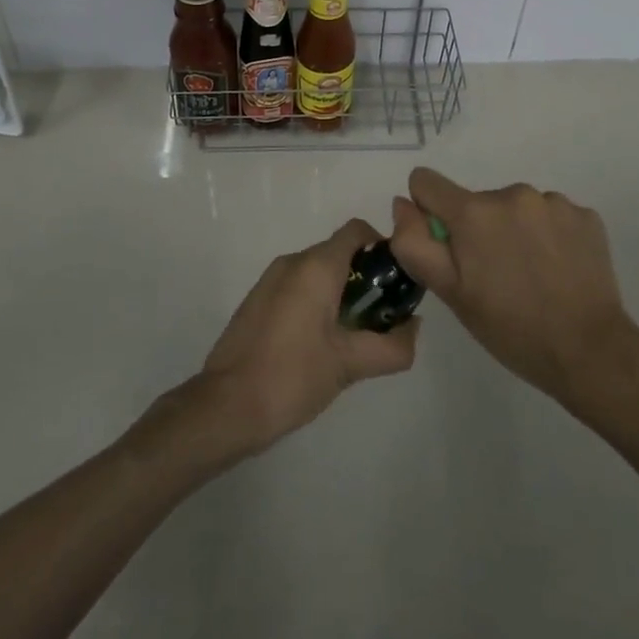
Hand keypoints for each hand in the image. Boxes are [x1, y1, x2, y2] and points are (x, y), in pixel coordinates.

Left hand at [198, 218, 418, 454]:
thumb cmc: (292, 376)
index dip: (382, 249)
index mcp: (316, 266)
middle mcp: (292, 262)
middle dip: (364, 278)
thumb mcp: (350, 365)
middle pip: (339, 252)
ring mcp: (270, 280)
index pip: (357, 231)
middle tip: (379, 318)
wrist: (225, 406)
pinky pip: (297, 286)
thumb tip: (413, 328)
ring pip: (317, 271)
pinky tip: (319, 344)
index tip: (396, 283)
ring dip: (340, 293)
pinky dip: (316, 302)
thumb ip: (392, 346)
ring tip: (351, 336)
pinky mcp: (257, 300)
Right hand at [390, 168, 638, 405]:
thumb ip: (415, 243)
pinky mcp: (585, 214)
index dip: (428, 212)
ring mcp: (553, 201)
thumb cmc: (511, 328)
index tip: (447, 247)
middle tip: (494, 276)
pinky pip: (551, 215)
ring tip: (531, 275)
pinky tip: (558, 270)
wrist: (590, 351)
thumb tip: (403, 203)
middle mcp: (512, 193)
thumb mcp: (451, 293)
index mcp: (473, 212)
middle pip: (476, 201)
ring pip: (515, 208)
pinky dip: (548, 236)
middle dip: (477, 229)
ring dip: (514, 231)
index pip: (427, 182)